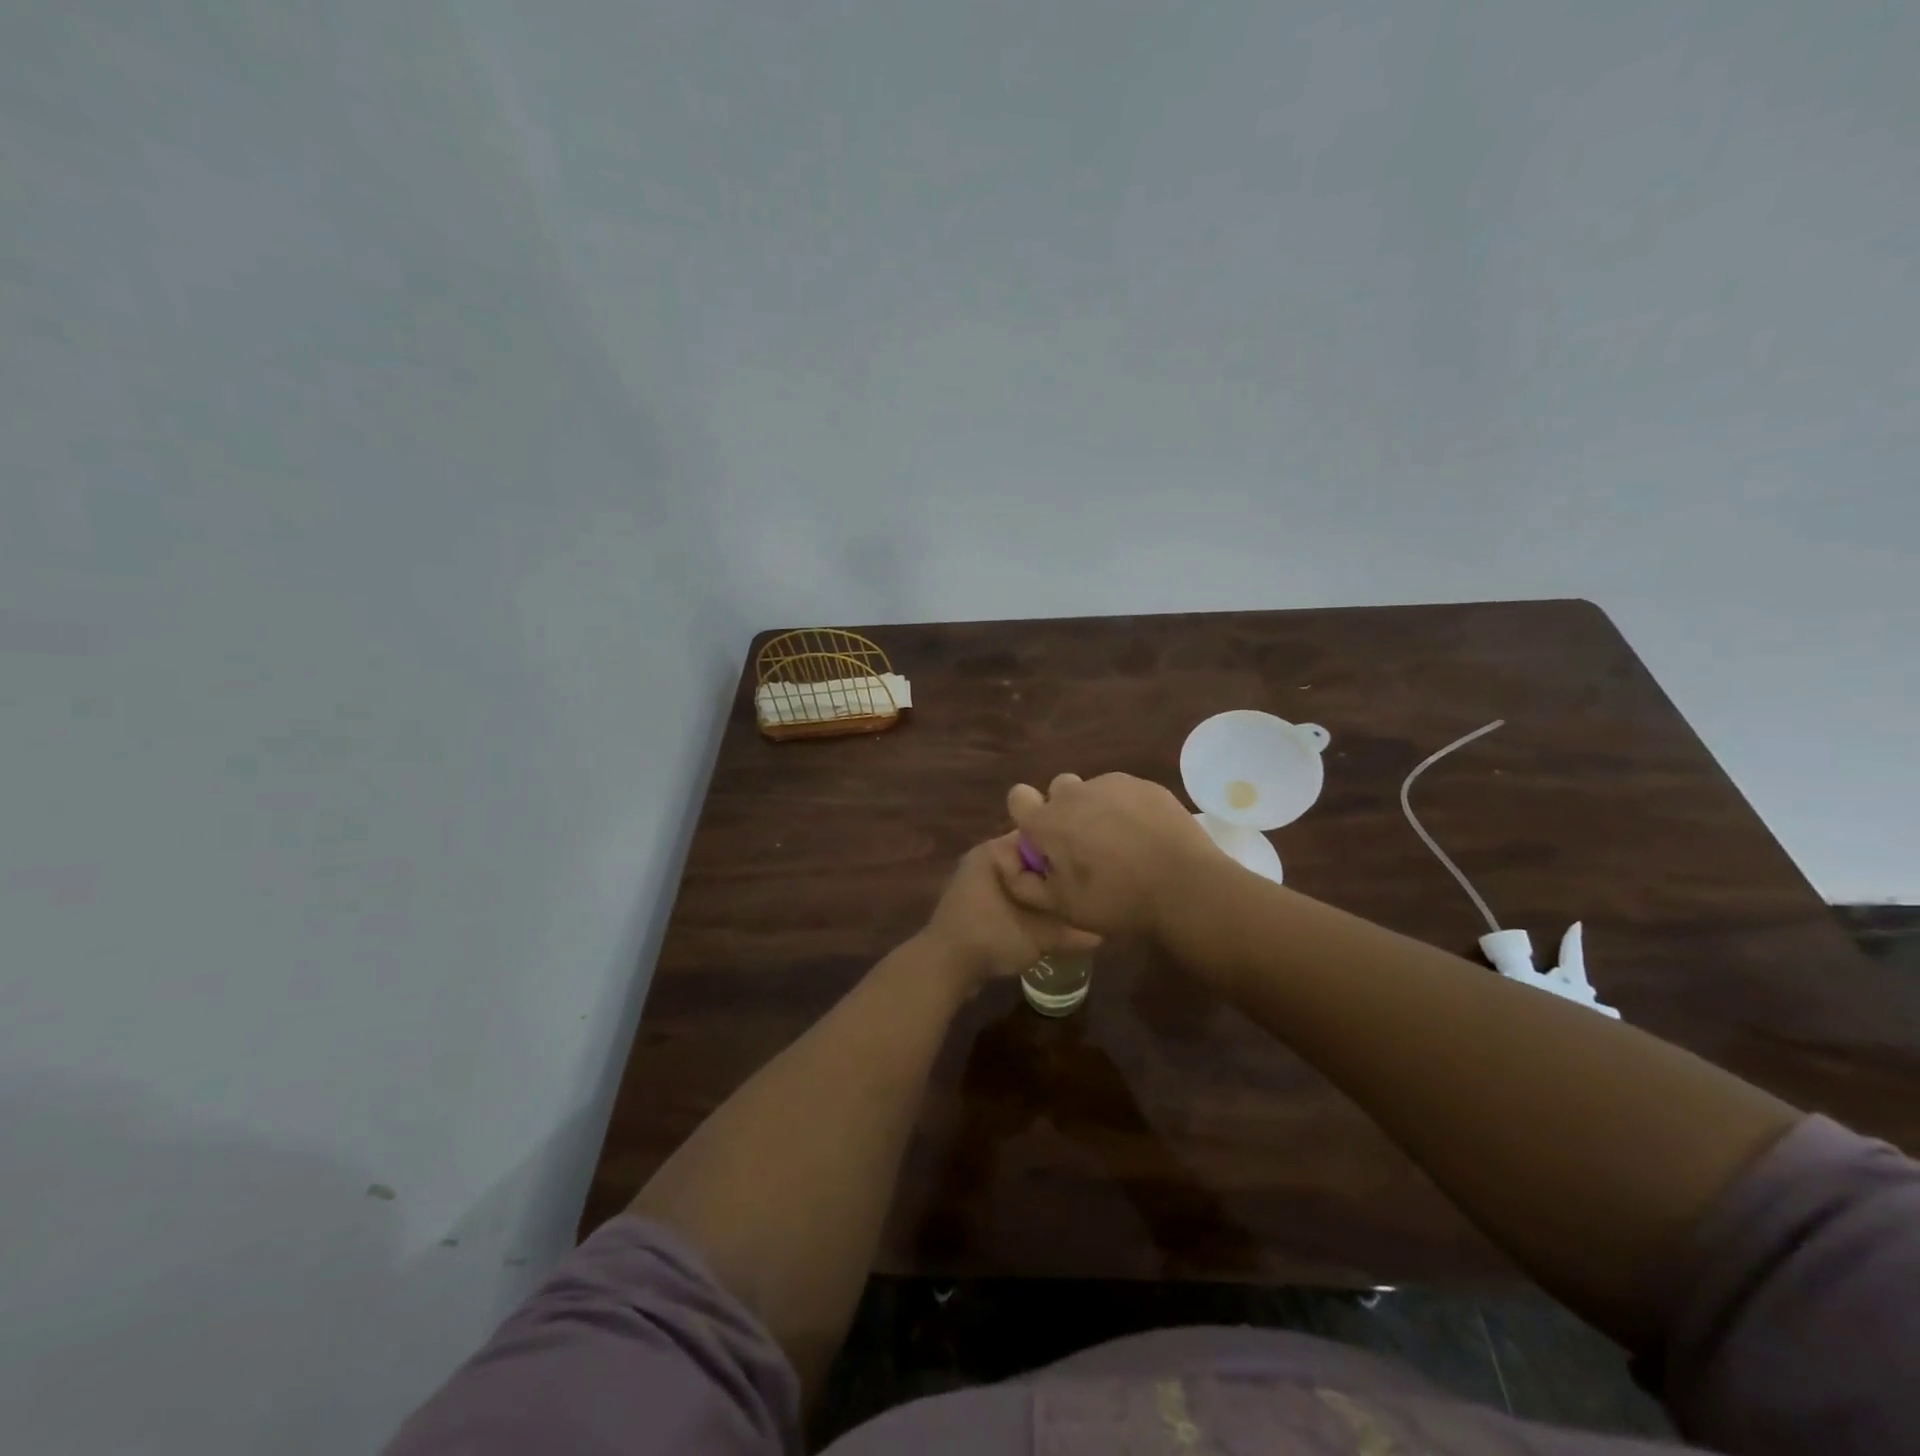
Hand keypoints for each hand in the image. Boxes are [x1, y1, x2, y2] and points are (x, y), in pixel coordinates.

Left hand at [920, 833, 1101, 987]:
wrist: (943, 967)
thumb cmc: (990, 936)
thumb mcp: (1038, 935)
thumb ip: (1070, 931)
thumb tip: (1102, 933)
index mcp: (995, 851)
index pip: (1038, 835)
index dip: (1065, 848)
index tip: (1090, 863)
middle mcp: (984, 859)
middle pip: (1030, 859)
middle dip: (1054, 874)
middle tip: (1086, 886)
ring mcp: (976, 882)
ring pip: (1018, 880)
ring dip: (1040, 892)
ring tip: (1071, 903)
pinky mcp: (974, 904)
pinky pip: (1007, 896)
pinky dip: (1025, 905)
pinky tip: (1046, 919)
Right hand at [997, 772, 1214, 937]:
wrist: (1186, 888)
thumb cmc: (1117, 901)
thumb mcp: (1062, 907)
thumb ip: (1026, 884)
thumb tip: (1011, 864)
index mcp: (1048, 822)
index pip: (1018, 798)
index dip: (1027, 818)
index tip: (1045, 842)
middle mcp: (1075, 794)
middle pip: (1058, 792)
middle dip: (1064, 813)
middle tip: (1085, 848)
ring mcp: (1112, 784)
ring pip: (1092, 791)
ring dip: (1096, 811)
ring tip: (1122, 845)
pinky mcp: (1145, 785)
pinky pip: (1123, 792)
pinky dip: (1126, 809)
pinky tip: (1145, 836)